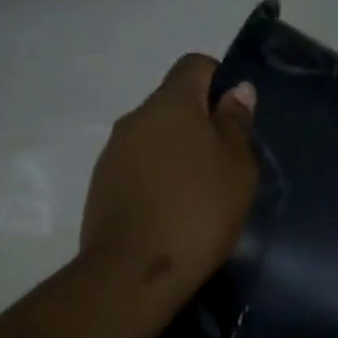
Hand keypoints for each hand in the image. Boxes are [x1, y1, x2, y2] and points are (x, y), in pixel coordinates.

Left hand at [80, 54, 258, 296]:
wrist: (134, 271)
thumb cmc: (198, 212)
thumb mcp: (236, 167)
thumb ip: (235, 123)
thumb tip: (235, 90)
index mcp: (170, 103)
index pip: (194, 66)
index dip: (218, 81)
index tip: (234, 119)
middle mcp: (135, 118)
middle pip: (172, 104)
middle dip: (198, 124)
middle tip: (223, 164)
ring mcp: (112, 153)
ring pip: (153, 138)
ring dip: (175, 154)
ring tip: (197, 194)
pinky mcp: (101, 186)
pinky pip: (137, 167)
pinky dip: (156, 178)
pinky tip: (170, 212)